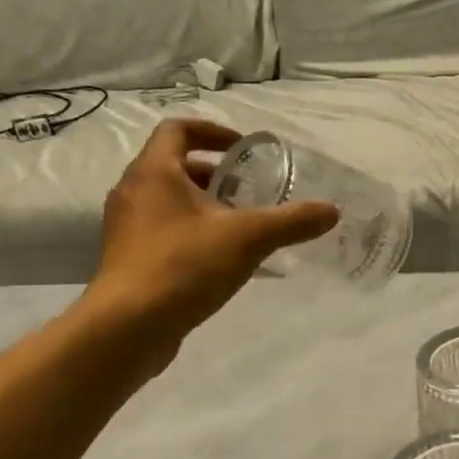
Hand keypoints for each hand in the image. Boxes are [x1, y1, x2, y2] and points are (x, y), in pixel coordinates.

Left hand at [74, 120, 337, 374]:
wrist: (127, 328)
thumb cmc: (183, 266)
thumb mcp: (248, 238)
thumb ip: (292, 221)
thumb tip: (332, 211)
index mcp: (154, 173)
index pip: (178, 130)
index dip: (213, 131)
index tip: (243, 149)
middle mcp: (133, 192)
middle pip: (174, 166)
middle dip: (214, 174)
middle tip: (248, 190)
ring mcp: (127, 228)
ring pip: (168, 201)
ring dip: (203, 204)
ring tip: (240, 224)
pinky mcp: (129, 259)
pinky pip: (163, 231)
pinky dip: (191, 231)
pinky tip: (220, 258)